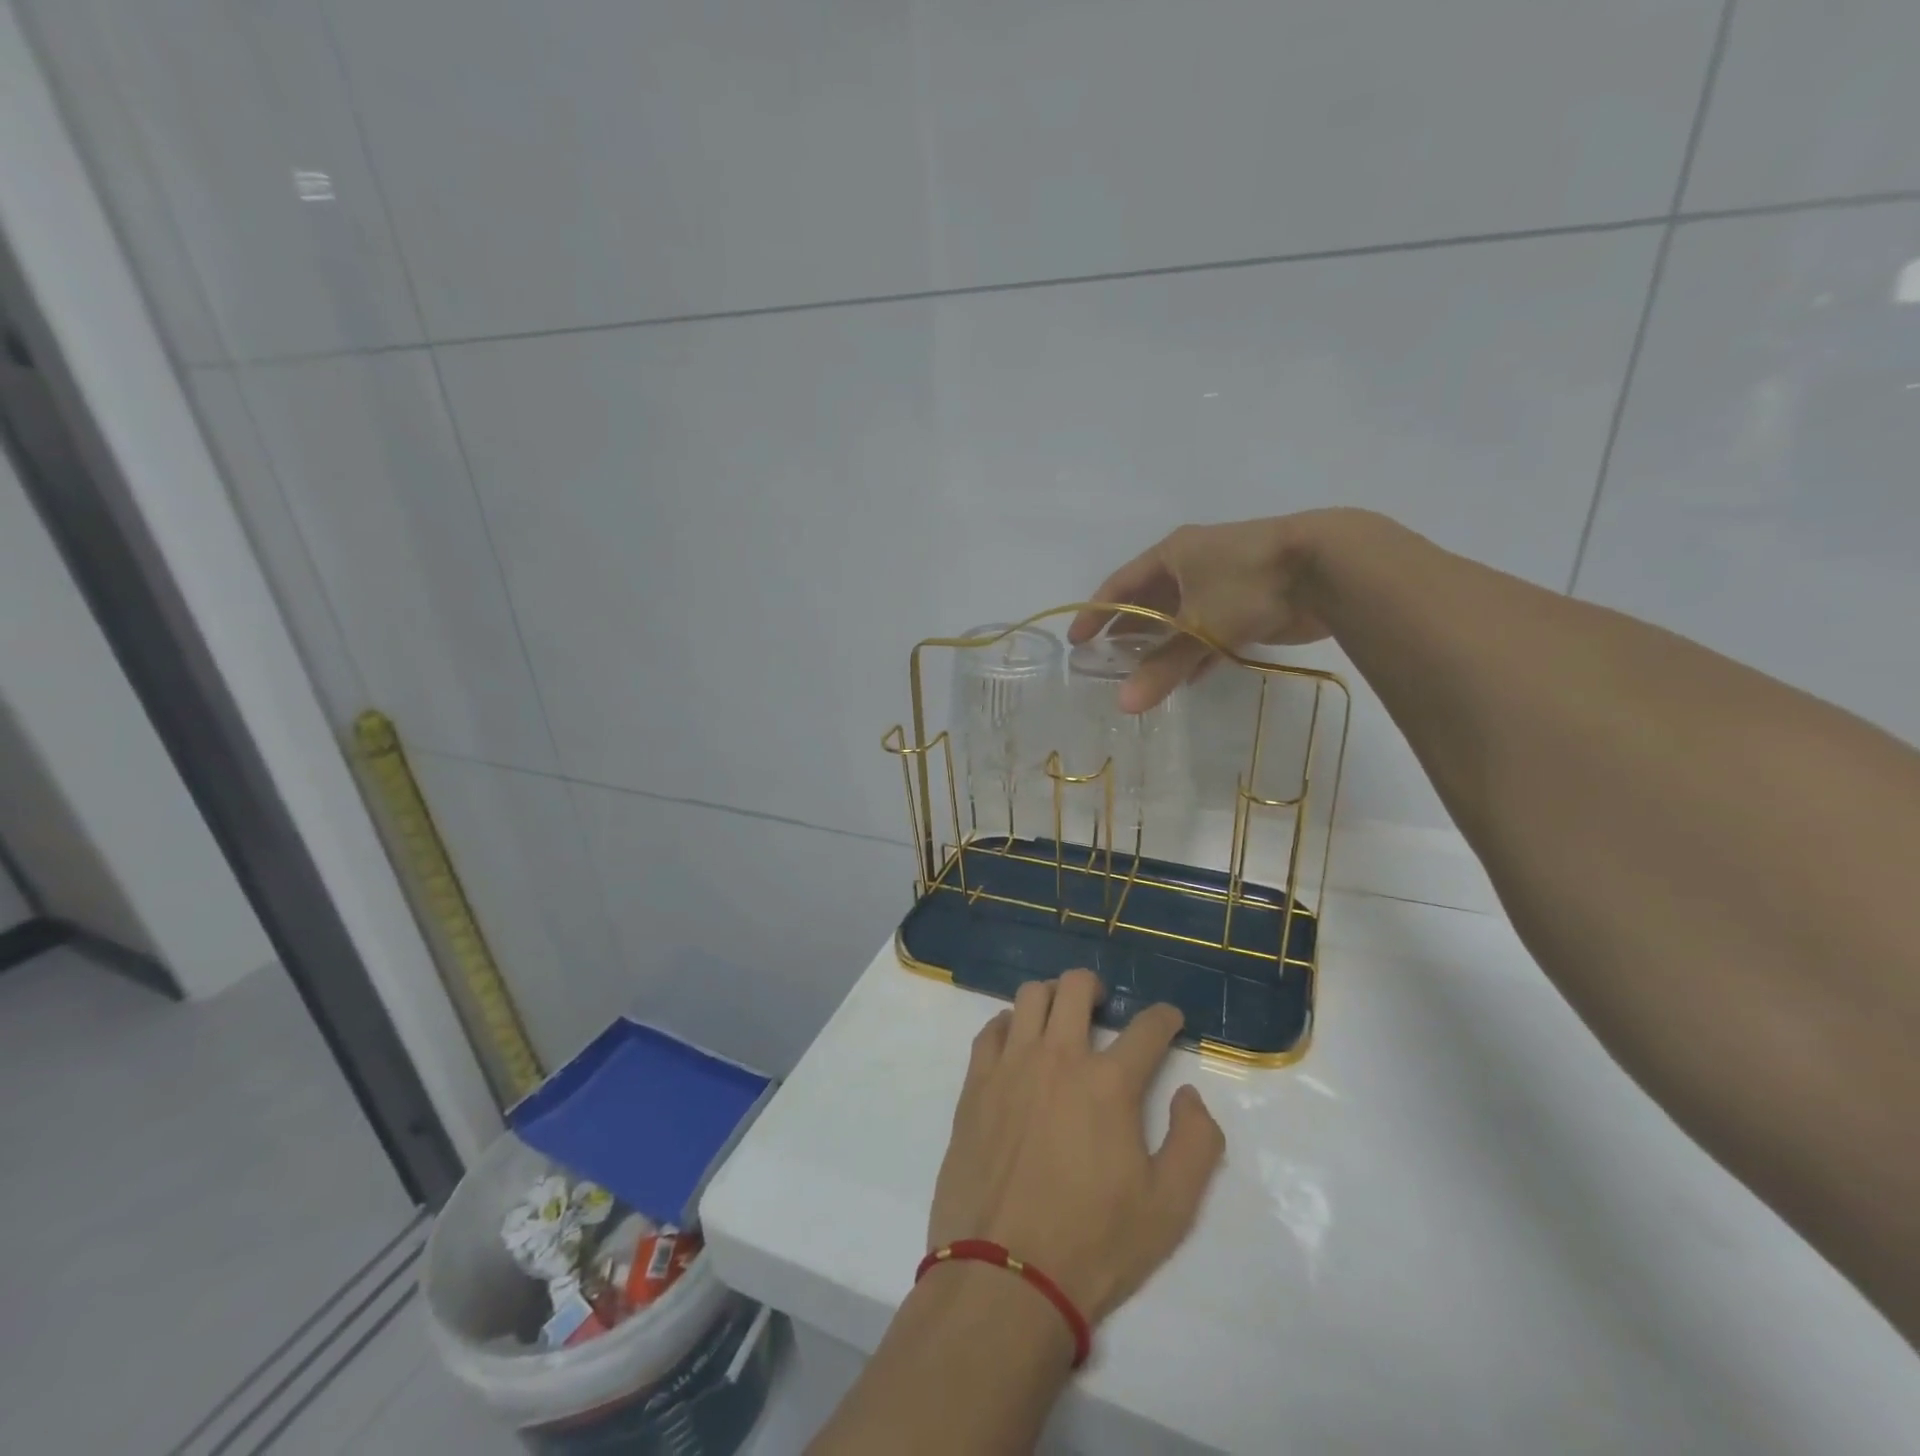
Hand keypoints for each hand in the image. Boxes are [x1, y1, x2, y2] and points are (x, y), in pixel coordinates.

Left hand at [928, 970, 1225, 1324]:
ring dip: (1052, 997)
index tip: (1169, 1019)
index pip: (1146, 1028)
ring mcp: (1011, 1065)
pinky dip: (1009, 1024)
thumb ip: (1196, 1143)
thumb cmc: (1094, 1244)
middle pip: (1076, 988)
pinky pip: (991, 1029)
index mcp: (1109, 1084)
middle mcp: (1059, 1058)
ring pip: (1030, 996)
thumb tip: (1189, 1095)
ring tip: (1060, 1019)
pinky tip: (1017, 1043)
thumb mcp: (1170, 1208)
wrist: (1004, 1275)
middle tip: (1104, 1006)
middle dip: (1096, 987)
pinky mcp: (975, 1083)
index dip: (1164, 1017)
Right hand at [1069, 512, 1355, 711]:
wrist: (1329, 566)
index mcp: (1172, 554)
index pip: (1120, 585)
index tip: (1077, 641)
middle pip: (1149, 601)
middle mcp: (1193, 563)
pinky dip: (1196, 651)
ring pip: (1182, 617)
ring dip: (1162, 644)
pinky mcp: (1251, 602)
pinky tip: (1187, 678)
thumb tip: (1124, 706)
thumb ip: (1162, 667)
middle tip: (1107, 662)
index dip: (1096, 613)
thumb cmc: (1249, 583)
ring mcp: (1224, 581)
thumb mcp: (1199, 626)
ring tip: (1140, 674)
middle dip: (1129, 630)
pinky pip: (1210, 629)